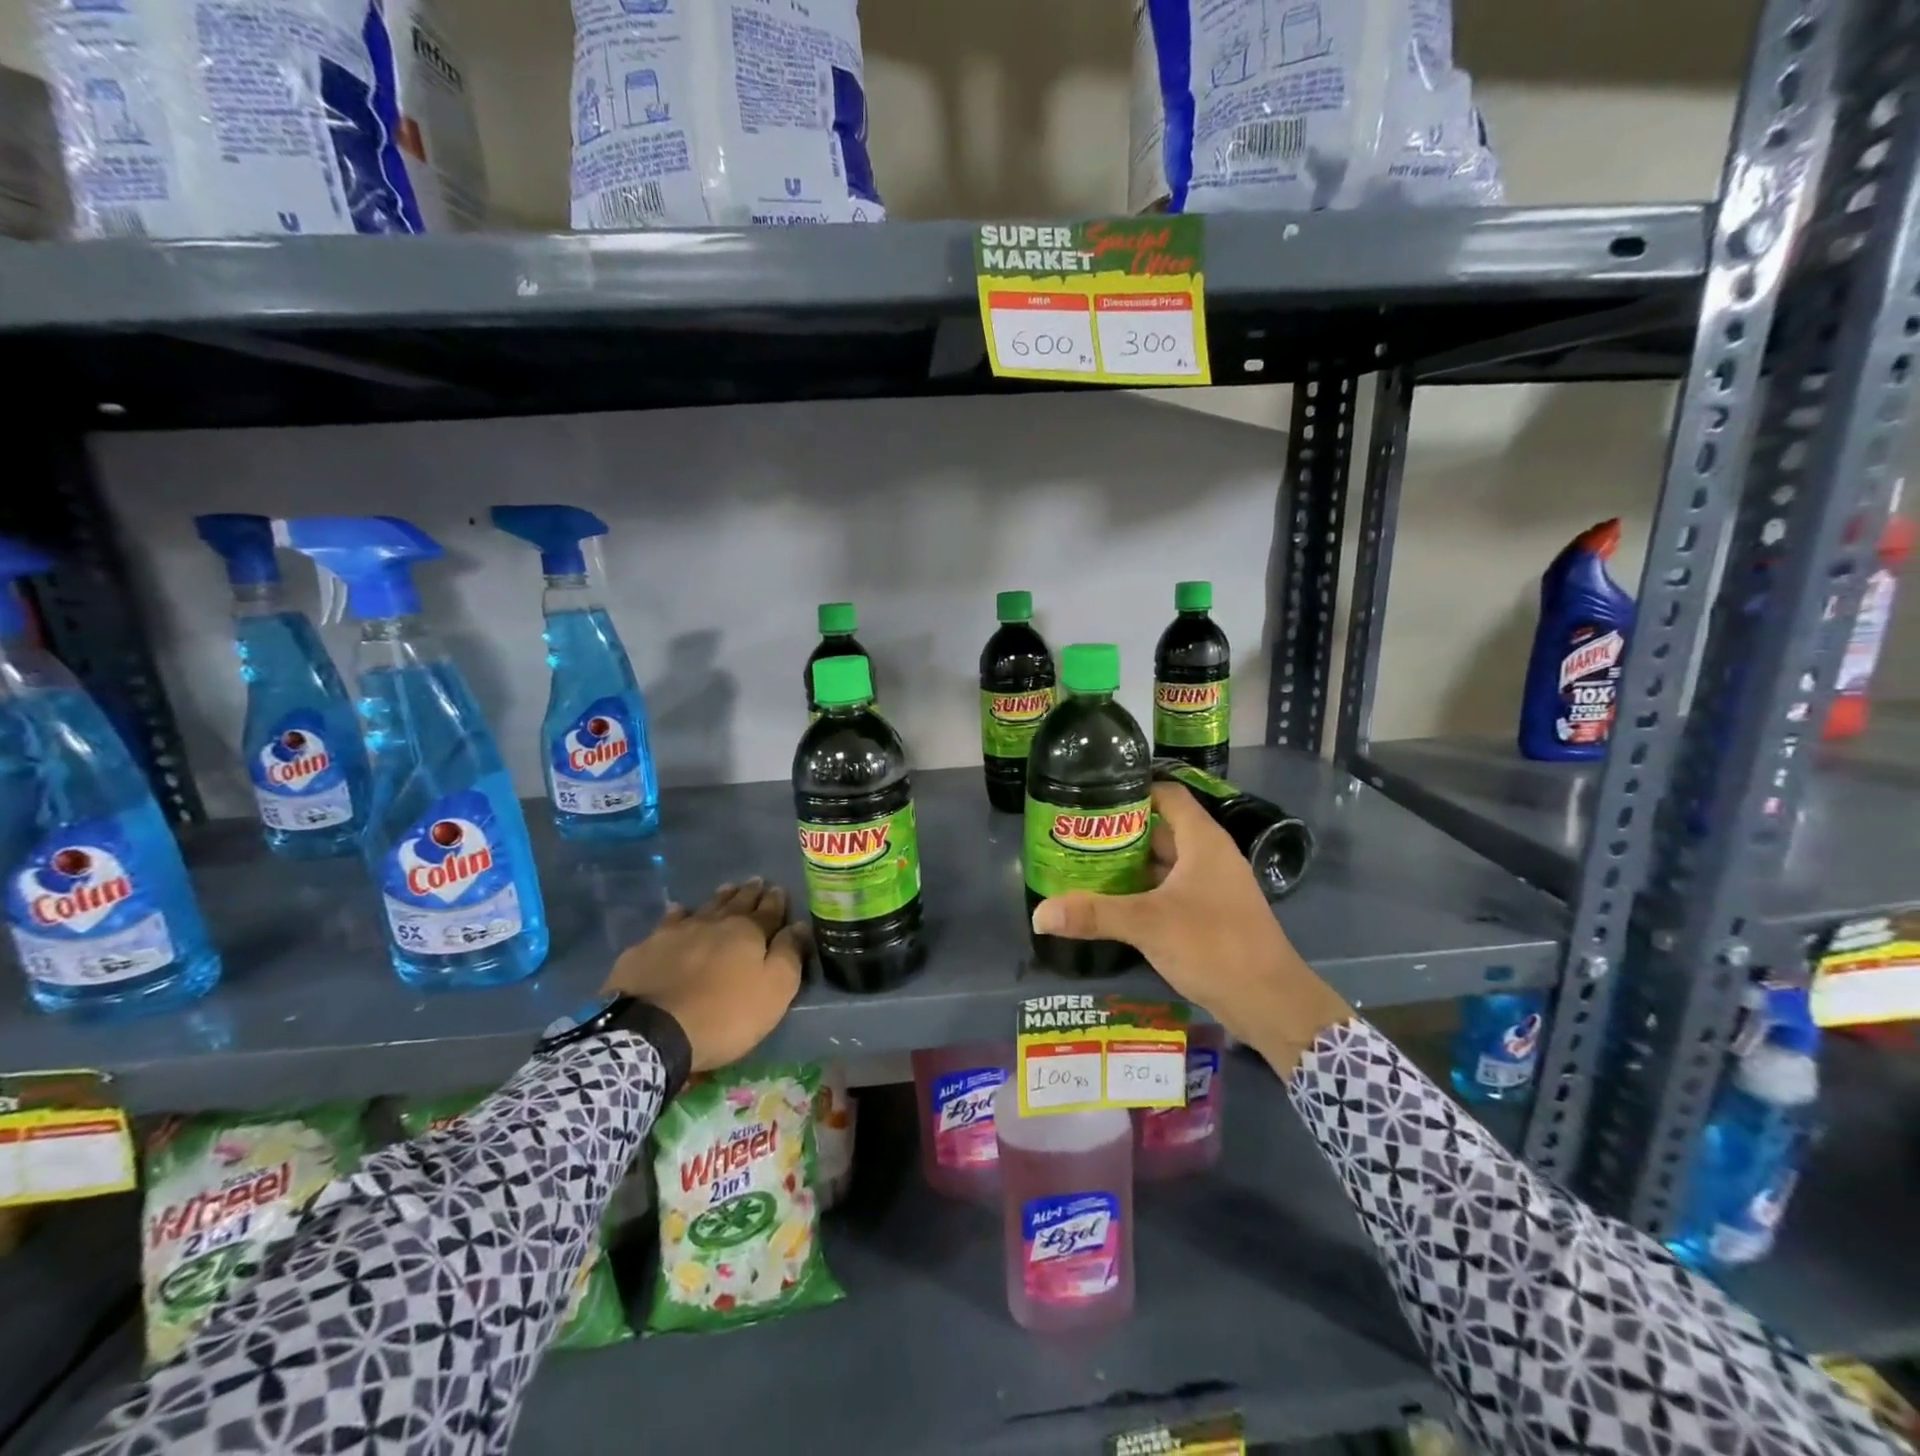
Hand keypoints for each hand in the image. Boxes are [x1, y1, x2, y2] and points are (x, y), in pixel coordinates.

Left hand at [604, 879, 804, 1071]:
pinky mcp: (647, 948)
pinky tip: (677, 911)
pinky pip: (668, 922)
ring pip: (704, 907)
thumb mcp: (774, 990)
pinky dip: (677, 914)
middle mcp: (714, 923)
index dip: (776, 900)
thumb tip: (799, 925)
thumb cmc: (724, 1014)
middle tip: (756, 881)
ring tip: (727, 889)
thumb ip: (789, 955)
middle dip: (749, 892)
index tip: (779, 888)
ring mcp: (677, 932)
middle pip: (736, 903)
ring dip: (718, 898)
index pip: (768, 910)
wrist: (652, 1032)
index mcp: (748, 932)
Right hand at [1030, 783, 1349, 1070]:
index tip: (1092, 794)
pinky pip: (1170, 890)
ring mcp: (1211, 886)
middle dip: (1120, 830)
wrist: (1270, 1001)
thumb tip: (1038, 914)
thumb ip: (1093, 914)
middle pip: (1160, 828)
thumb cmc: (1213, 945)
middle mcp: (1209, 856)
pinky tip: (1112, 901)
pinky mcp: (1209, 914)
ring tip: (1084, 864)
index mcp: (1202, 840)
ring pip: (1164, 862)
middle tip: (1076, 833)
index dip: (1132, 789)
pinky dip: (1142, 890)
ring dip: (1130, 863)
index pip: (1166, 794)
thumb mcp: (1147, 924)